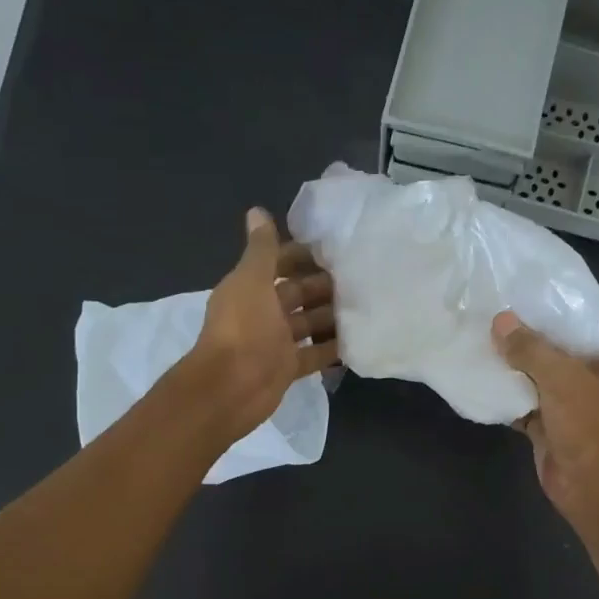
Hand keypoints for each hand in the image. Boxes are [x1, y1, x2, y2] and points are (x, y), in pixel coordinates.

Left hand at [185, 208, 339, 439]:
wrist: (232, 387)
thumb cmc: (243, 329)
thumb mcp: (252, 281)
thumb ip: (260, 249)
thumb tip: (257, 211)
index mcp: (250, 287)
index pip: (278, 264)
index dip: (301, 255)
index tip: (334, 250)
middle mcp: (262, 312)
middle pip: (296, 293)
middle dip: (322, 285)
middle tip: (359, 277)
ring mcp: (275, 342)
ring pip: (307, 323)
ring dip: (330, 315)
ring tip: (366, 304)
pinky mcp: (288, 367)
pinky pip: (314, 354)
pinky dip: (332, 348)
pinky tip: (358, 339)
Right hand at [492, 311, 598, 527]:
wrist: (591, 487)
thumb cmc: (589, 426)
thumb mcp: (561, 379)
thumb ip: (530, 349)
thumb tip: (500, 321)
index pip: (583, 322)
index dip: (555, 307)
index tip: (523, 289)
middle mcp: (593, 377)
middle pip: (556, 348)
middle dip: (526, 336)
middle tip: (491, 311)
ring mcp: (570, 403)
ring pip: (537, 376)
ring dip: (513, 366)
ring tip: (480, 338)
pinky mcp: (549, 425)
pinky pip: (524, 403)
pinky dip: (506, 395)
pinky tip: (481, 378)